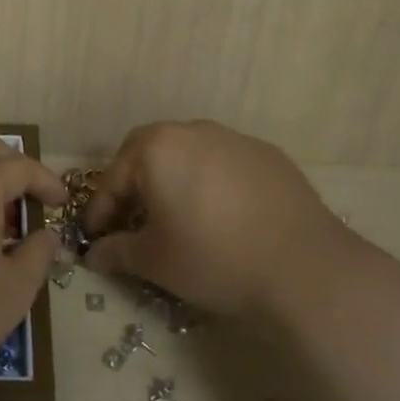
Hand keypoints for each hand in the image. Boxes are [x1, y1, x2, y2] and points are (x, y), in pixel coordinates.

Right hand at [83, 120, 376, 316]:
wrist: (305, 269)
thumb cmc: (214, 258)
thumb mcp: (155, 261)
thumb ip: (117, 252)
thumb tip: (94, 254)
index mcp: (156, 148)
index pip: (114, 178)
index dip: (100, 211)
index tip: (95, 237)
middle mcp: (192, 131)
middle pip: (148, 153)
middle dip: (133, 184)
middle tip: (131, 219)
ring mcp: (234, 139)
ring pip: (188, 154)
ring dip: (173, 180)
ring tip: (177, 216)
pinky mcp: (268, 155)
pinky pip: (224, 163)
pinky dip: (211, 183)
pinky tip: (221, 215)